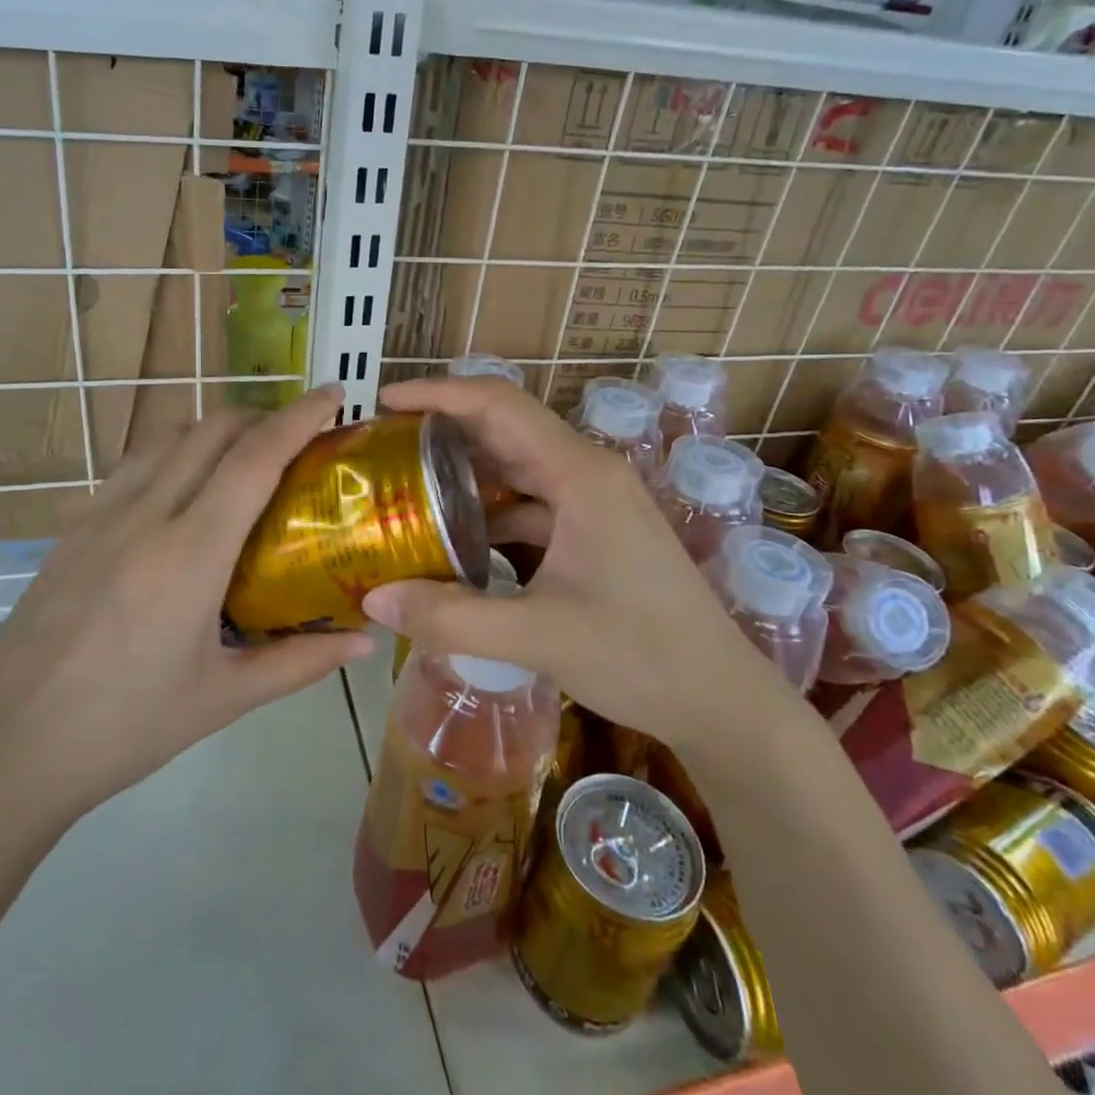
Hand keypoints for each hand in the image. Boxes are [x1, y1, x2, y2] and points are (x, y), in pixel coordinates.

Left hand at [0, 385, 369, 842]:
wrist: (7, 751)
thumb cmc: (126, 728)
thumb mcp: (224, 699)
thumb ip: (300, 662)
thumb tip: (364, 643)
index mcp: (189, 555)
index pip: (253, 458)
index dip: (299, 417)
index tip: (333, 395)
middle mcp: (144, 517)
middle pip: (211, 429)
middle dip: (262, 416)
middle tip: (298, 439)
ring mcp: (99, 517)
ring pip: (168, 438)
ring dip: (215, 430)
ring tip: (245, 458)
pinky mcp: (72, 529)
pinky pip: (133, 466)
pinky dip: (174, 454)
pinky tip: (183, 494)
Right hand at [361, 378, 797, 745]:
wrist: (722, 700)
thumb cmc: (641, 657)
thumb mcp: (539, 637)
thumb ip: (452, 617)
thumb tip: (373, 598)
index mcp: (579, 474)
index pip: (499, 405)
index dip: (439, 394)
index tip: (385, 401)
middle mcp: (588, 473)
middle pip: (505, 429)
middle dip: (444, 431)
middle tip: (384, 448)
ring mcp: (596, 502)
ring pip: (518, 469)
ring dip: (466, 475)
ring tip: (407, 490)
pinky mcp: (597, 531)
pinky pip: (533, 506)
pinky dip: (492, 514)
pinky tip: (458, 542)